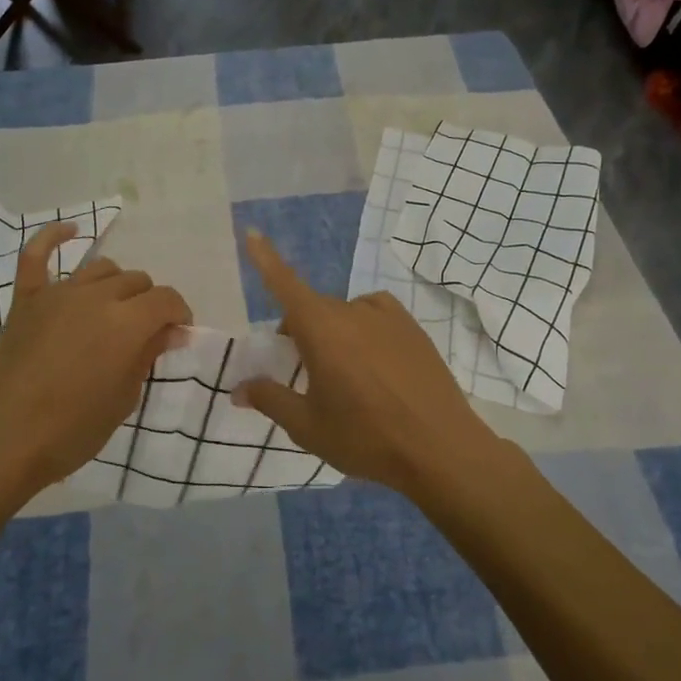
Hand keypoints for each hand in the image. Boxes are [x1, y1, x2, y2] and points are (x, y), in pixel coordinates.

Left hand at [0, 223, 191, 496]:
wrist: (0, 442)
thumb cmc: (70, 432)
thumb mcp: (123, 400)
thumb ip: (147, 356)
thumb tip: (170, 331)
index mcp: (126, 324)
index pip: (166, 299)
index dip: (179, 314)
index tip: (178, 334)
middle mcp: (95, 297)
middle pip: (136, 281)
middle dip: (149, 303)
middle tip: (145, 334)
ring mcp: (56, 294)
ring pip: (100, 269)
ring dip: (116, 285)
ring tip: (114, 310)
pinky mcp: (25, 301)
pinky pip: (36, 256)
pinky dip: (54, 238)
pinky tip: (70, 231)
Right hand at [233, 231, 506, 497]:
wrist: (440, 449)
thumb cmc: (365, 438)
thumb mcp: (308, 426)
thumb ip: (270, 400)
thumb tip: (239, 388)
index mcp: (321, 329)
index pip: (285, 285)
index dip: (266, 259)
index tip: (253, 232)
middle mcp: (353, 312)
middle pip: (314, 310)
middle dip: (299, 332)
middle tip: (302, 374)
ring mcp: (389, 318)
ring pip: (346, 315)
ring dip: (333, 333)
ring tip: (344, 376)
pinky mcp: (414, 330)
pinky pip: (376, 317)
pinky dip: (363, 330)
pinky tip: (373, 363)